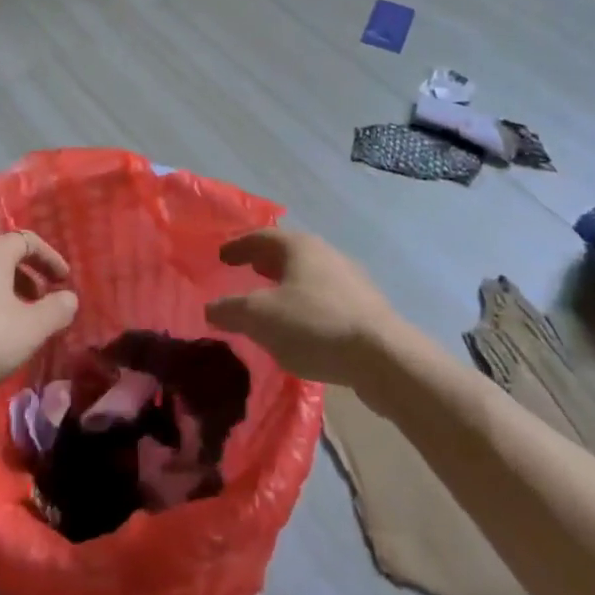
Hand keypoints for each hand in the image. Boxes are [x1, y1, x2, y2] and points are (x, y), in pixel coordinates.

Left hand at [0, 232, 79, 396]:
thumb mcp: (29, 330)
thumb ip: (56, 311)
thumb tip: (69, 298)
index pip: (28, 240)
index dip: (49, 259)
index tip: (62, 281)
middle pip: (2, 255)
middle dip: (26, 276)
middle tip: (40, 302)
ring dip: (2, 290)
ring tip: (12, 319)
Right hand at [204, 229, 401, 386]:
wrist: (384, 357)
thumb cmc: (315, 325)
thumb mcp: (261, 318)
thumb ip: (231, 310)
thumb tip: (210, 307)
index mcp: (299, 246)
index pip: (260, 237)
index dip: (238, 246)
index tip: (221, 256)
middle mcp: (325, 253)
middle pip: (287, 252)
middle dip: (264, 261)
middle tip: (245, 271)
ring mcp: (350, 278)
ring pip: (308, 274)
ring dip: (286, 283)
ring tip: (271, 301)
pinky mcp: (366, 307)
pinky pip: (325, 296)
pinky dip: (306, 303)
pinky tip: (302, 326)